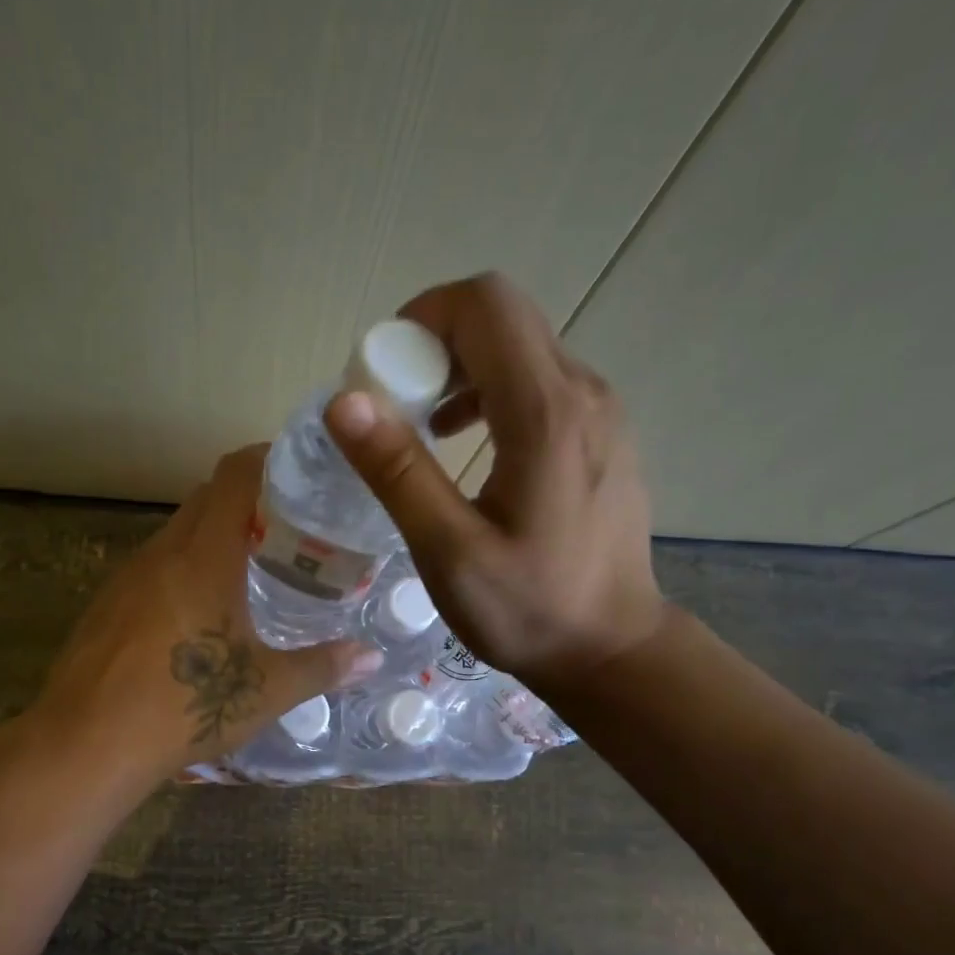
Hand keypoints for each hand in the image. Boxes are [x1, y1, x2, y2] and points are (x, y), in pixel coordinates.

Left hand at [28, 445, 384, 782]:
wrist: (86, 744)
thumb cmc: (184, 706)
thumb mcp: (264, 690)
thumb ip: (322, 667)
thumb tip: (370, 658)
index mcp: (203, 556)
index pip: (234, 475)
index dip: (267, 460)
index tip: (300, 473)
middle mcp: (161, 552)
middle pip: (205, 498)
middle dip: (247, 501)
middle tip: (288, 529)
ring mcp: (126, 577)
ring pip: (176, 533)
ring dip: (211, 537)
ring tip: (250, 569)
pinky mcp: (105, 604)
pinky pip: (152, 567)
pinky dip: (181, 569)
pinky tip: (199, 612)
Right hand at [324, 272, 664, 688]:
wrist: (611, 649)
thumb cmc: (528, 610)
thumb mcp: (449, 552)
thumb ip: (398, 473)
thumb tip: (343, 401)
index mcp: (546, 414)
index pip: (484, 305)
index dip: (422, 318)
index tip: (382, 376)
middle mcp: (582, 392)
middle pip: (502, 317)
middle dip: (434, 343)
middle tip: (394, 405)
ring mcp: (598, 410)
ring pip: (520, 347)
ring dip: (460, 368)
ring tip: (423, 427)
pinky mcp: (599, 433)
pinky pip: (539, 381)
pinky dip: (490, 391)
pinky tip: (466, 444)